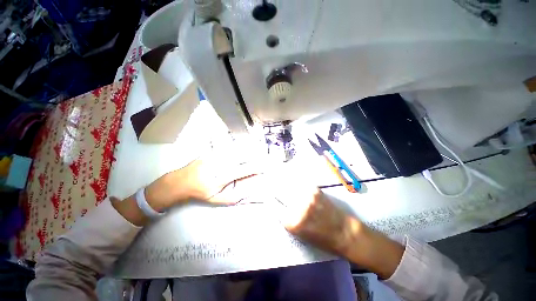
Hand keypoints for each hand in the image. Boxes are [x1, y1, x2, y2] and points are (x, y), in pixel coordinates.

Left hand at [145, 148, 262, 210]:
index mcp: (220, 178)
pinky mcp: (210, 151)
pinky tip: (244, 146)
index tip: (264, 167)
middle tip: (264, 156)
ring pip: (234, 150)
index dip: (254, 168)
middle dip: (254, 155)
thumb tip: (249, 193)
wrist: (178, 182)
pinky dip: (237, 147)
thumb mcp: (216, 200)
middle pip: (240, 157)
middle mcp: (217, 164)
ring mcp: (213, 156)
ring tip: (258, 150)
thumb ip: (234, 197)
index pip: (241, 171)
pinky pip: (227, 148)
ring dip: (248, 149)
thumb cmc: (199, 193)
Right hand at [261, 170, 359, 256]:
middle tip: (265, 177)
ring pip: (287, 182)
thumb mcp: (297, 233)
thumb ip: (284, 216)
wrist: (342, 231)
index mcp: (291, 221)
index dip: (267, 196)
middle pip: (278, 189)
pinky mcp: (314, 189)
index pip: (273, 204)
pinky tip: (286, 173)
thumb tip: (273, 202)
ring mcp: (306, 195)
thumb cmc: (319, 238)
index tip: (263, 191)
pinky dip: (291, 177)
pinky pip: (298, 180)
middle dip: (270, 183)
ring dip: (279, 177)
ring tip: (273, 172)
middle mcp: (298, 206)